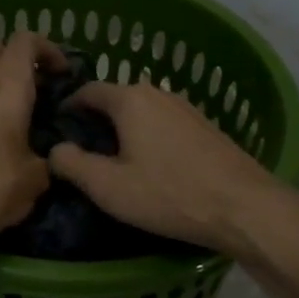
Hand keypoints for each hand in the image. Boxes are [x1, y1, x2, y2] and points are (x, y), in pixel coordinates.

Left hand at [0, 33, 64, 247]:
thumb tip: (54, 159)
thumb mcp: (35, 179)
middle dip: (18, 59)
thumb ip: (50, 160)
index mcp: (7, 87)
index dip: (48, 48)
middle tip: (38, 86)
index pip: (25, 40)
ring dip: (0, 85)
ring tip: (22, 117)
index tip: (64, 73)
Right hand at [46, 80, 278, 252]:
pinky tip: (151, 166)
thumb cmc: (169, 194)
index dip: (68, 107)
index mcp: (130, 99)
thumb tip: (54, 149)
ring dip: (124, 130)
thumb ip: (73, 165)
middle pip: (116, 100)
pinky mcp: (205, 127)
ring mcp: (186, 108)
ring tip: (115, 162)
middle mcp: (158, 93)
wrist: (243, 207)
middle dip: (96, 121)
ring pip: (142, 112)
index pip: (88, 90)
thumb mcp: (109, 187)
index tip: (57, 129)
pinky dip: (148, 137)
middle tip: (83, 152)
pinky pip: (164, 124)